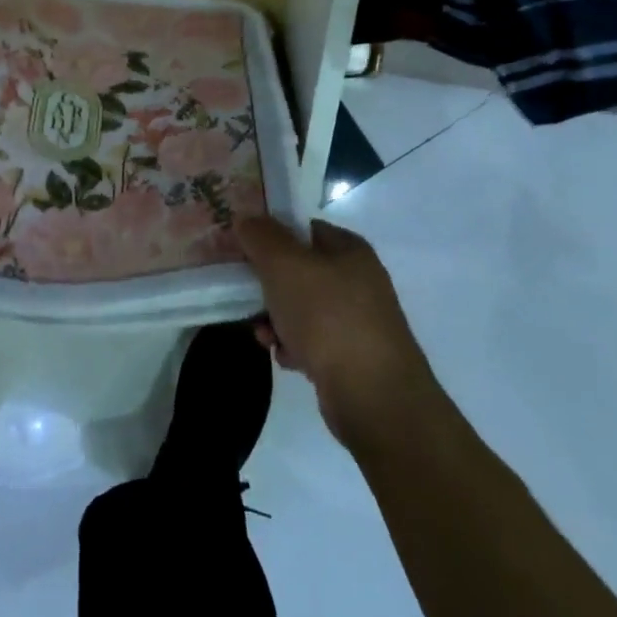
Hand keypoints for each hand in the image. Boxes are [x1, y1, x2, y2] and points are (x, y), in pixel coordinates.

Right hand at [238, 218, 440, 452]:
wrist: (375, 398)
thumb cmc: (328, 318)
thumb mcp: (285, 265)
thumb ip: (261, 236)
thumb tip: (246, 218)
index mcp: (350, 250)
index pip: (303, 227)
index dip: (271, 233)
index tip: (242, 245)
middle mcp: (358, 281)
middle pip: (299, 269)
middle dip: (268, 283)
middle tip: (245, 293)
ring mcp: (357, 320)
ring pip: (301, 307)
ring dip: (275, 318)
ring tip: (263, 334)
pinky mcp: (352, 356)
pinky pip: (312, 340)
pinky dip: (293, 345)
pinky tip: (284, 358)